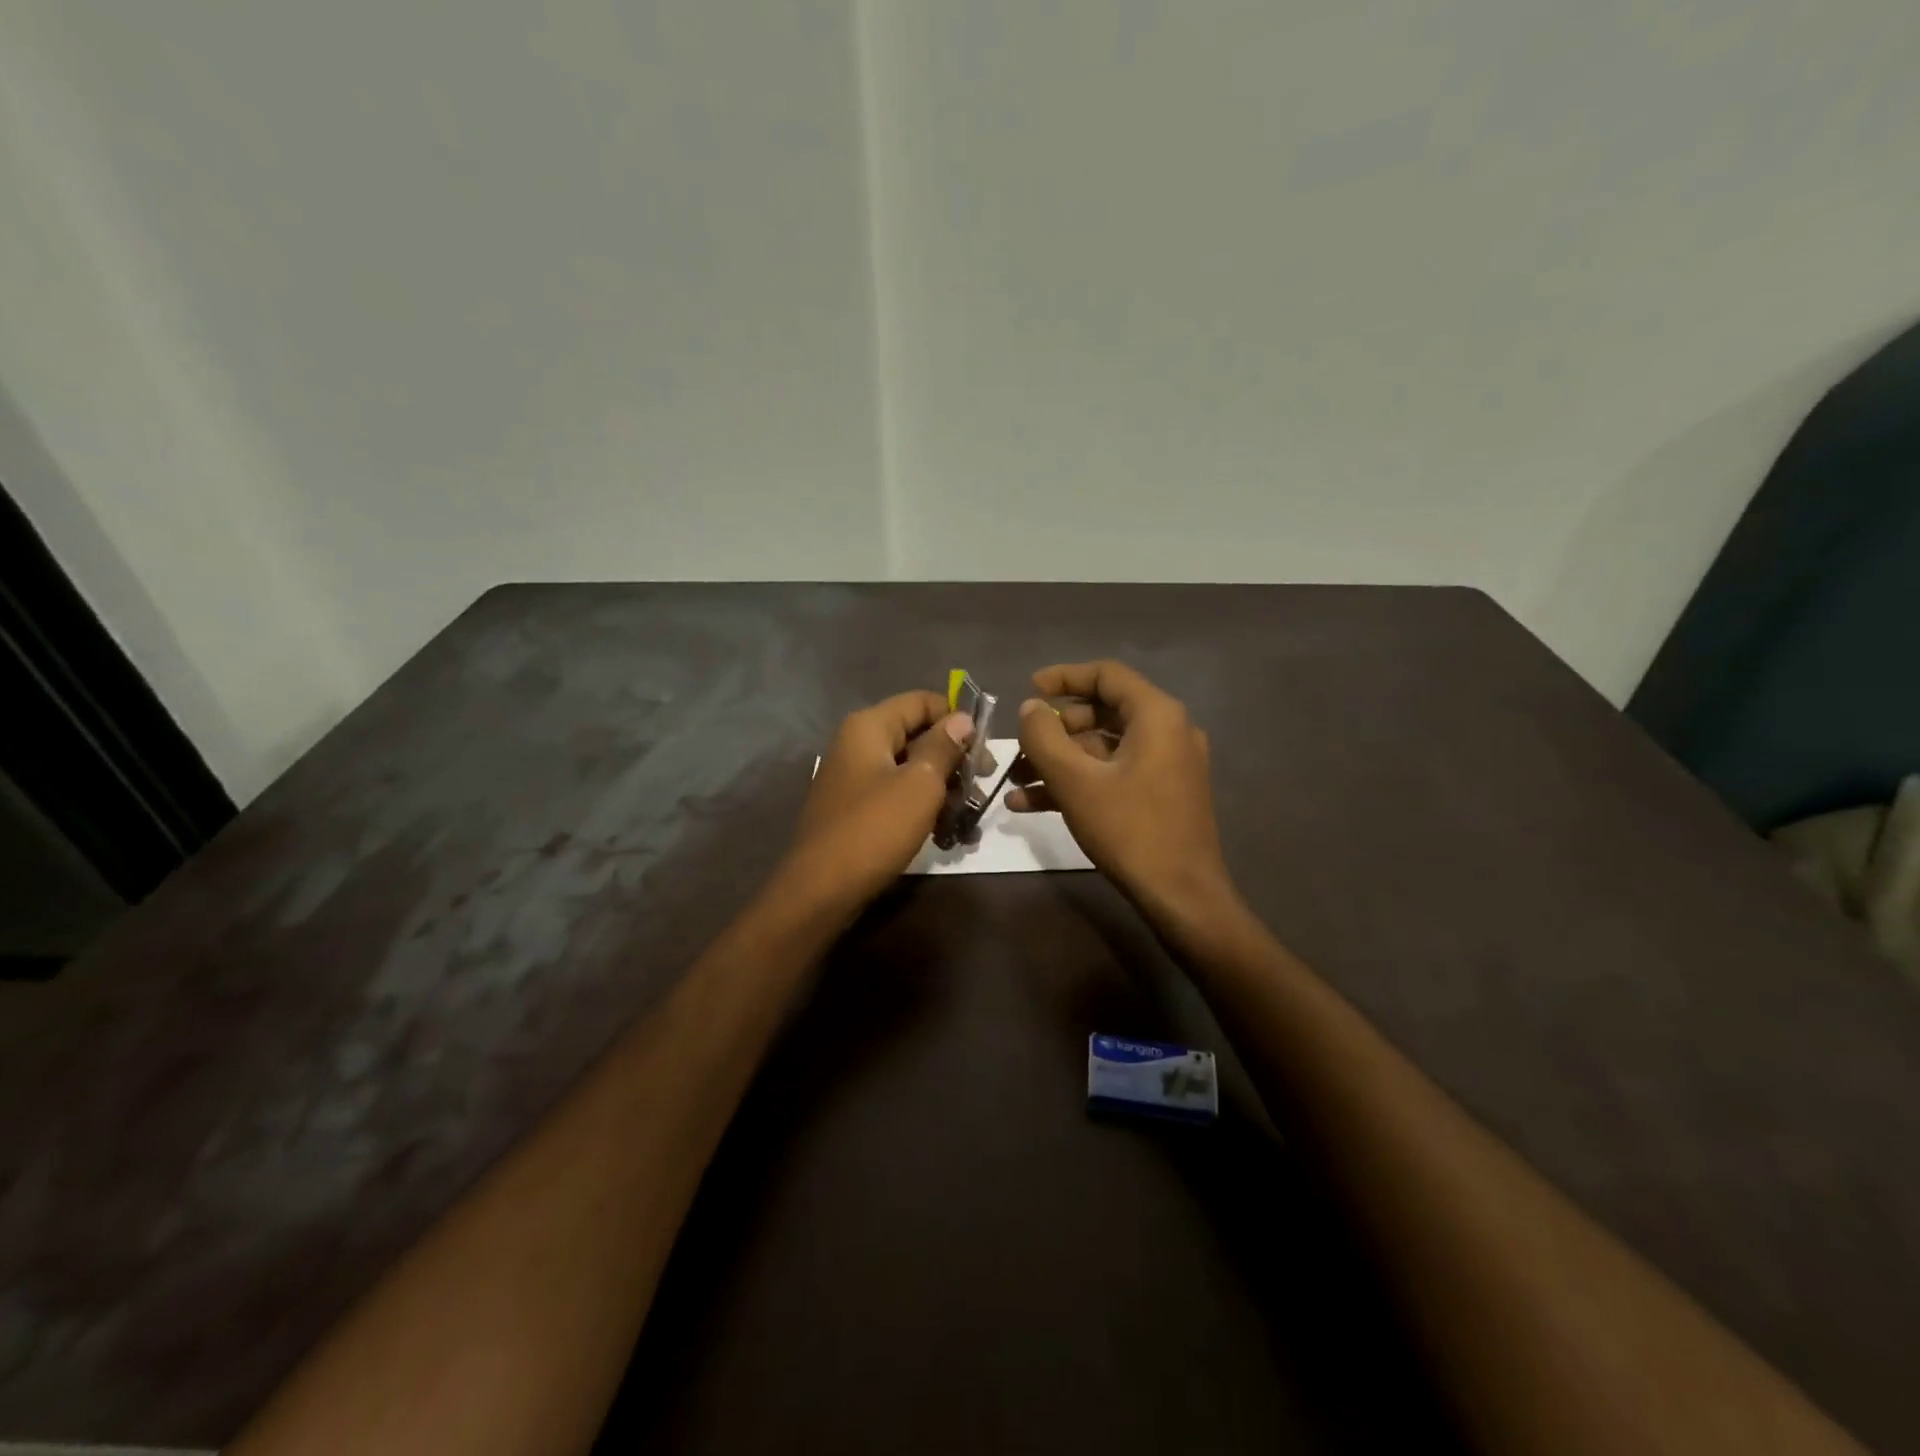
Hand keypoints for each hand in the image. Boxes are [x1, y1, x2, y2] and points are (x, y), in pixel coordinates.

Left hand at [786, 691, 972, 910]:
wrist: (821, 891)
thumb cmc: (875, 829)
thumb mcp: (920, 785)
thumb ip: (943, 747)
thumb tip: (962, 719)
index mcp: (869, 727)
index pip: (922, 701)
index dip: (957, 718)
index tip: (987, 747)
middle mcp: (858, 744)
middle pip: (918, 735)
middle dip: (954, 759)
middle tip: (983, 785)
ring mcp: (855, 778)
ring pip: (911, 770)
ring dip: (944, 790)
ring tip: (970, 818)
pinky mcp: (857, 809)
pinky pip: (897, 797)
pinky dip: (922, 809)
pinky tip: (947, 836)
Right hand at [1010, 661, 1236, 919]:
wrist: (1182, 897)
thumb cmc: (1130, 830)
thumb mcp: (1076, 781)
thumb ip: (1045, 737)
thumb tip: (1029, 708)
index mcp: (1156, 716)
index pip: (1106, 675)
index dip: (1064, 677)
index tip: (1028, 689)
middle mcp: (1167, 732)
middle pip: (1101, 713)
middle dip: (1053, 730)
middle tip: (1019, 747)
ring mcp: (1166, 765)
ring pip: (1102, 749)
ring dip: (1058, 761)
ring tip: (1014, 781)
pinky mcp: (1161, 795)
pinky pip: (1112, 775)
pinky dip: (1077, 782)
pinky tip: (1031, 804)